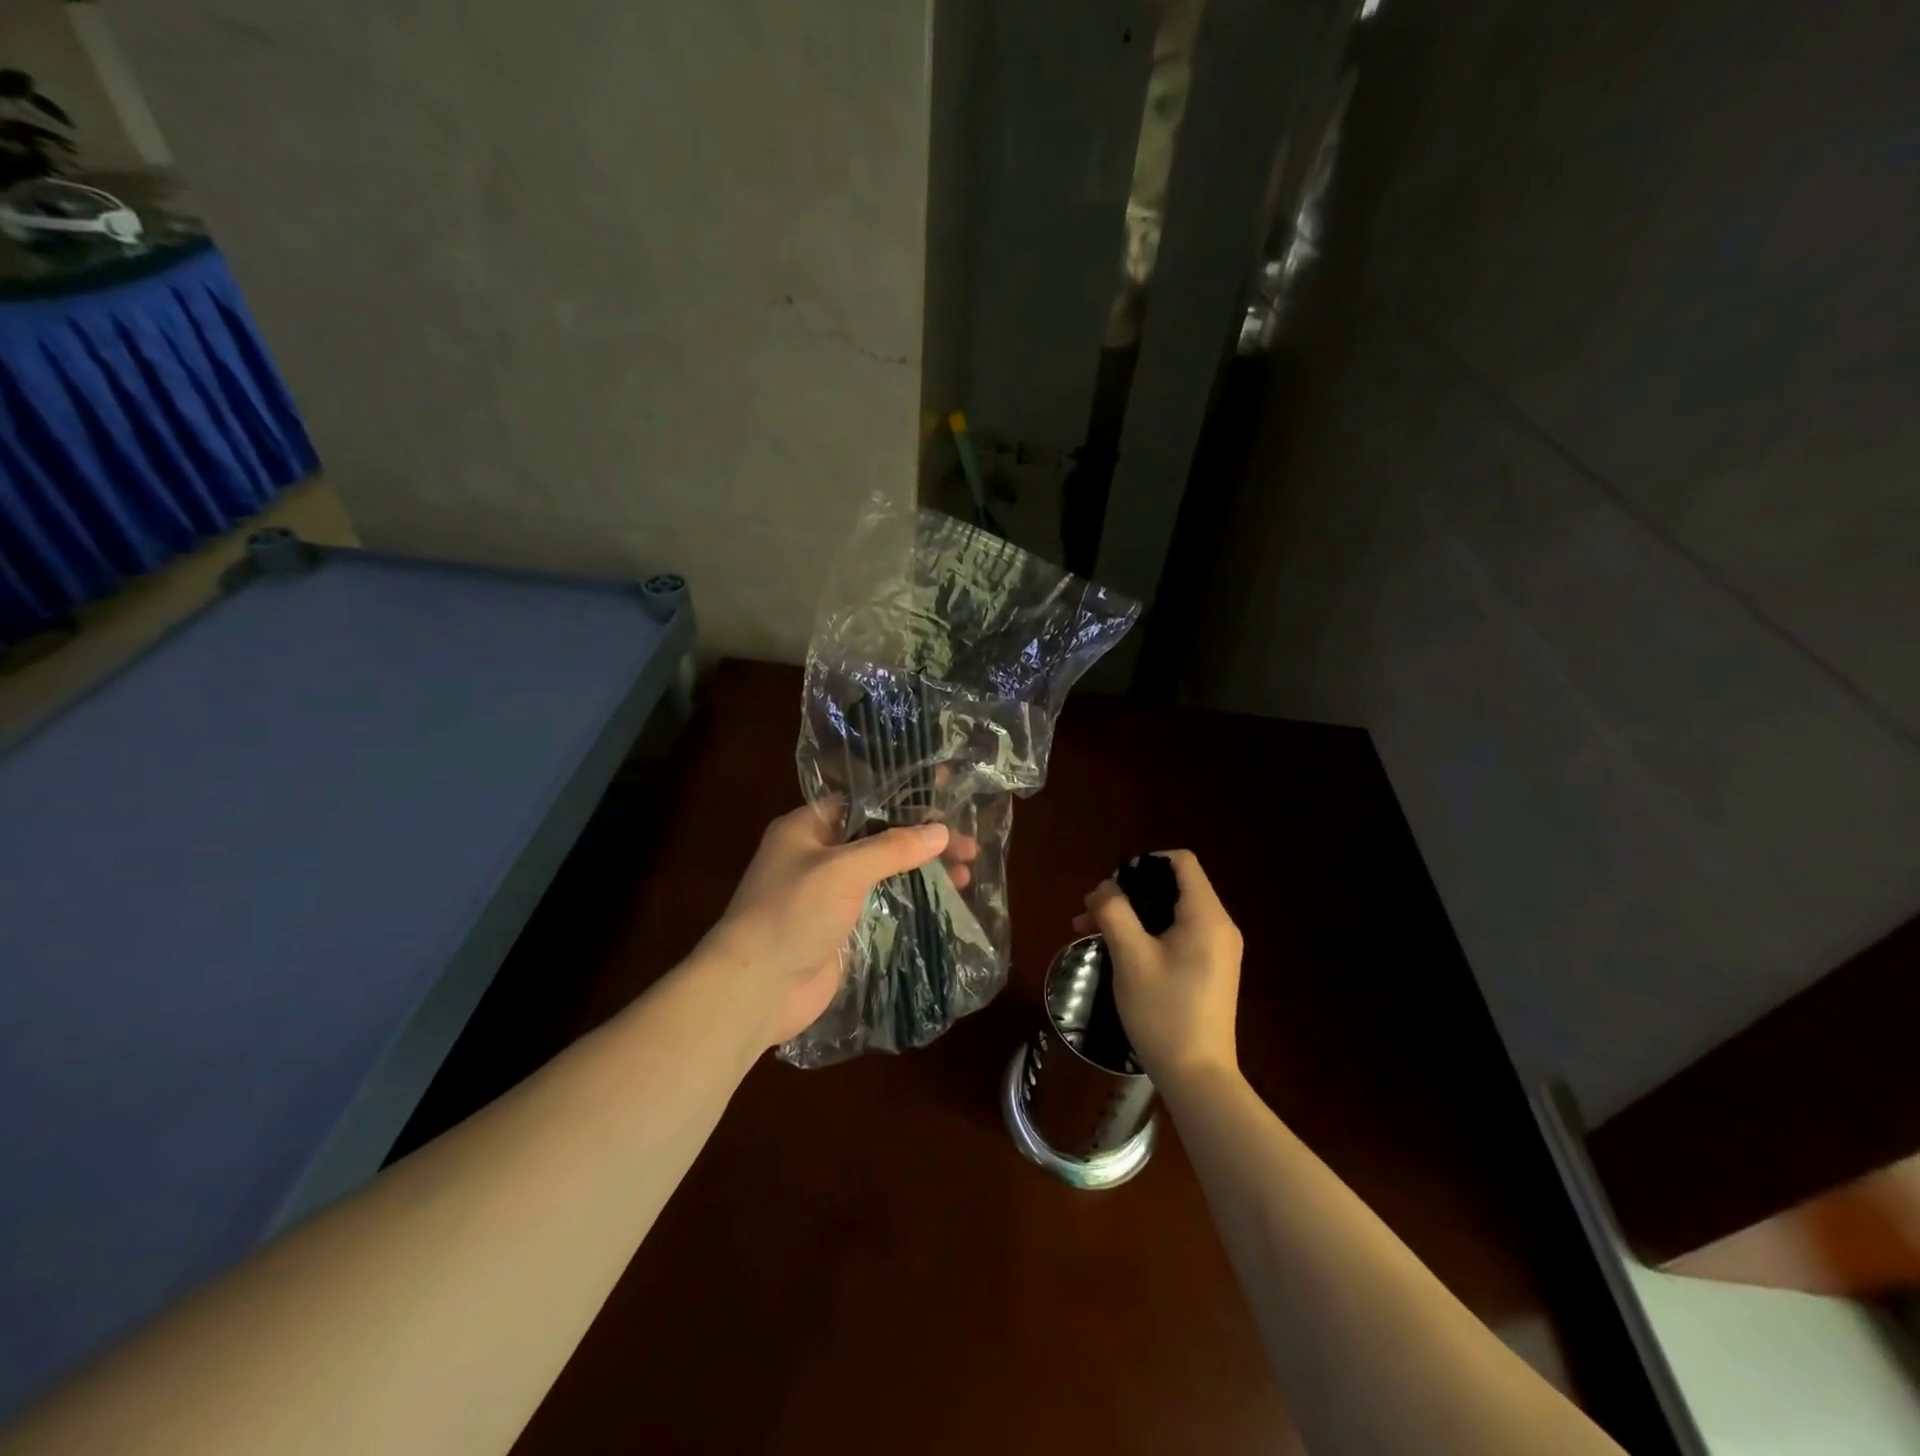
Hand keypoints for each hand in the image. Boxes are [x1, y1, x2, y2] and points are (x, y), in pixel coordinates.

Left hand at [699, 804, 975, 1050]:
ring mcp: (830, 895)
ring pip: (886, 872)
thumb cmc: (792, 914)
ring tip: (966, 874)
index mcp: (807, 828)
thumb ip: (892, 847)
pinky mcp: (843, 928)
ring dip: (922, 870)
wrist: (756, 989)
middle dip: (923, 839)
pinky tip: (946, 900)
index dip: (904, 797)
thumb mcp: (842, 870)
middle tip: (968, 845)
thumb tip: (941, 831)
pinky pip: (884, 905)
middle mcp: (818, 855)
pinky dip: (912, 900)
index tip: (946, 794)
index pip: (863, 802)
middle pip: (880, 837)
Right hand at [1073, 850, 1242, 1087]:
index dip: (1143, 863)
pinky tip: (1117, 951)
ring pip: (1171, 912)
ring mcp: (1218, 950)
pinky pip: (1178, 934)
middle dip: (1128, 893)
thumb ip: (1114, 911)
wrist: (1198, 1077)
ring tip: (1091, 932)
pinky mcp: (1211, 969)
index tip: (1112, 887)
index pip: (1180, 862)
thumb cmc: (1163, 1012)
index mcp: (1206, 916)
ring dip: (1132, 915)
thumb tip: (1104, 888)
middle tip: (1090, 914)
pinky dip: (1148, 934)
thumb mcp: (1130, 957)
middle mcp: (1219, 926)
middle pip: (1172, 886)